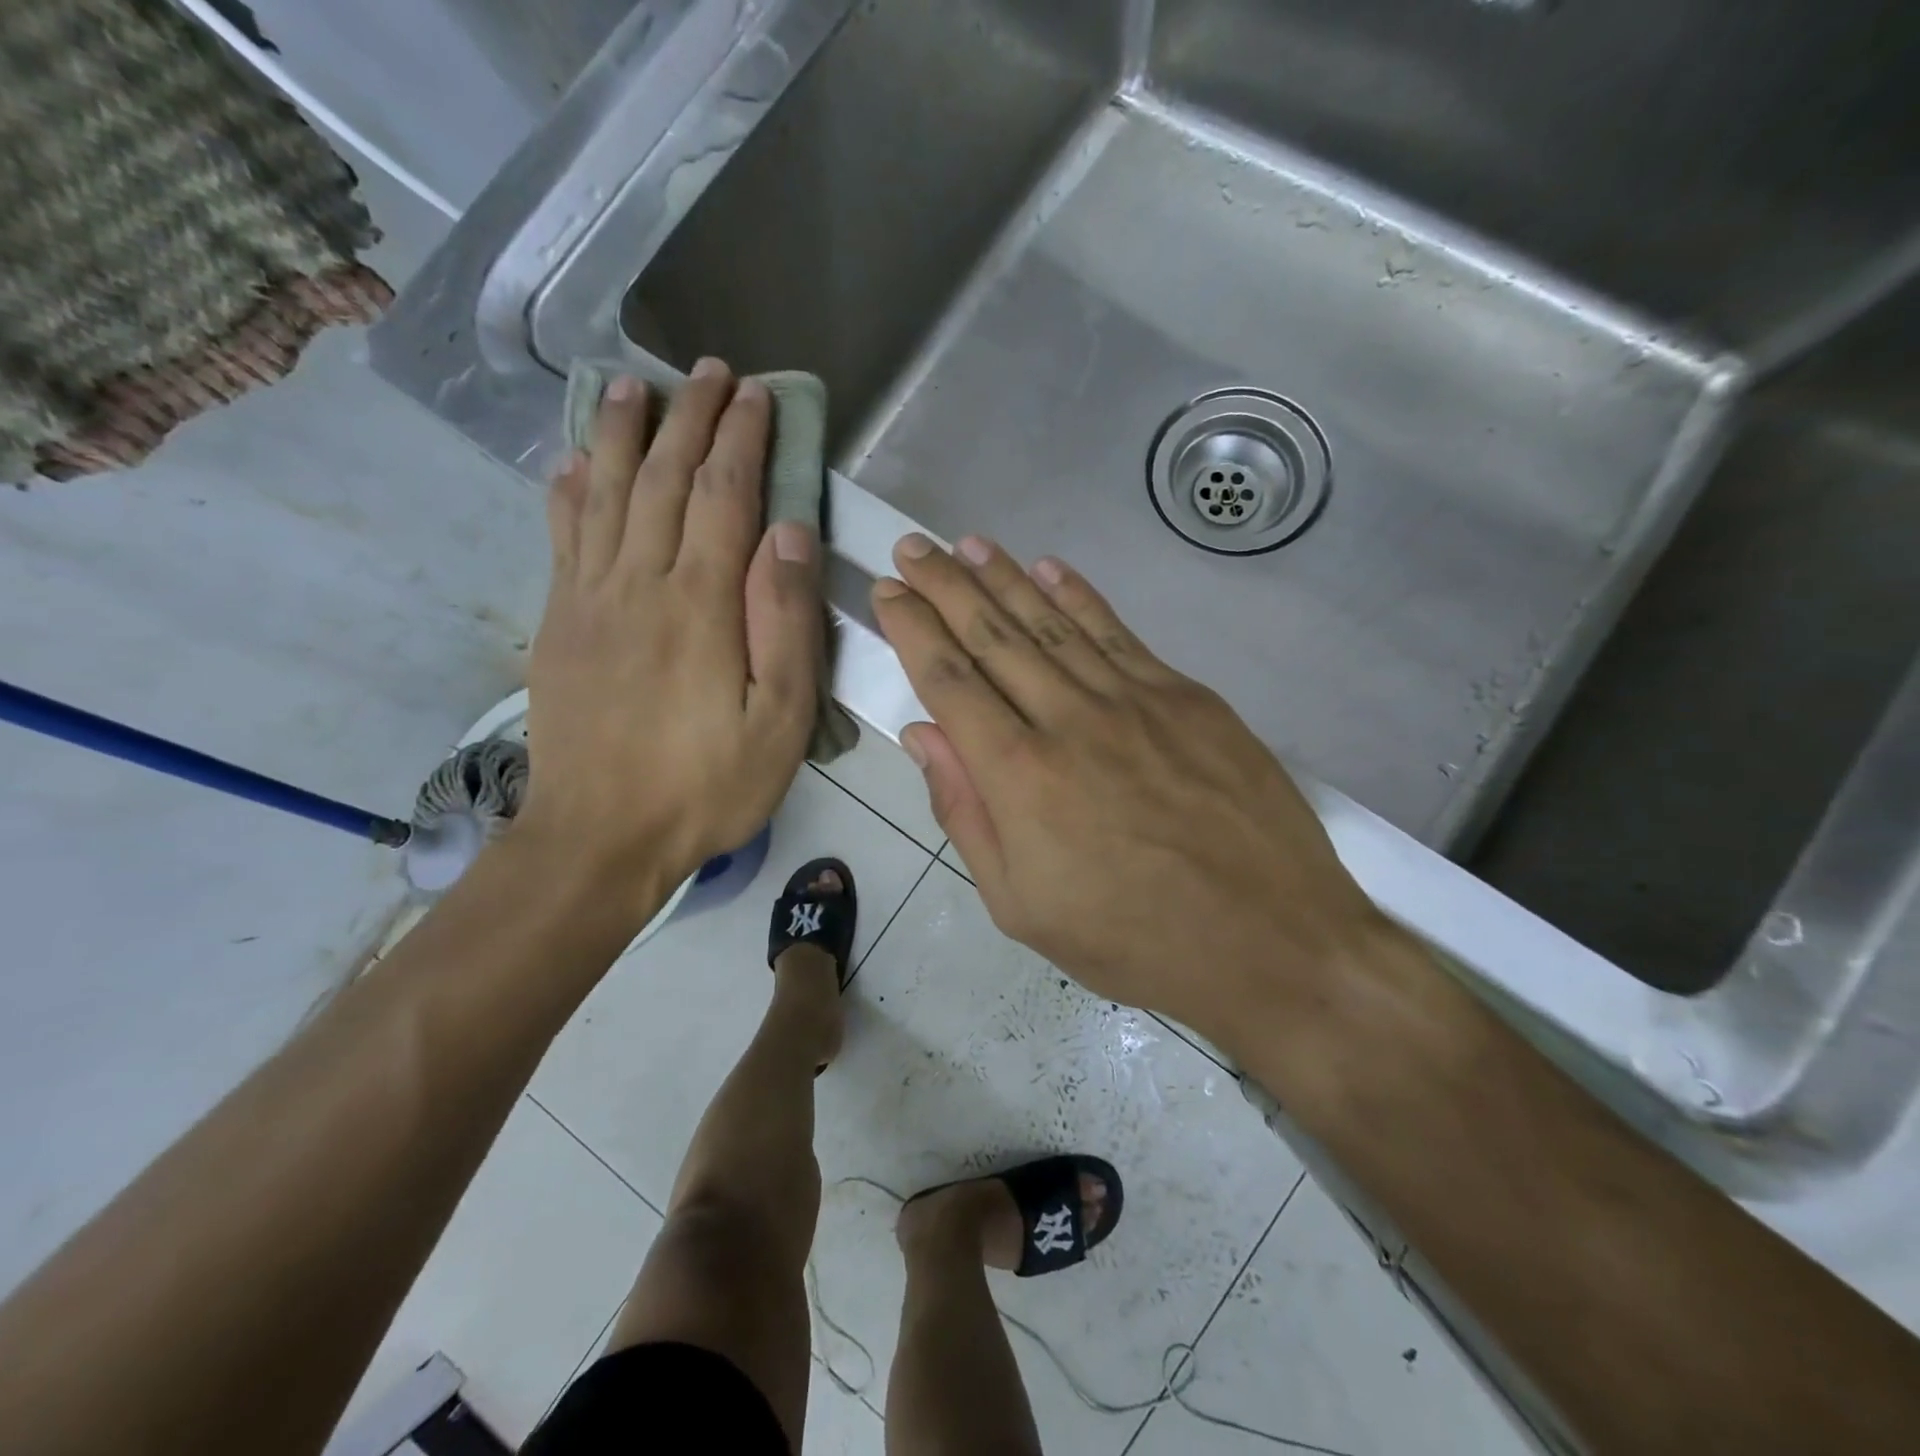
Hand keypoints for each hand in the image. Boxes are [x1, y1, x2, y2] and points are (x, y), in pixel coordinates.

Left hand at [518, 359, 821, 892]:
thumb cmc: (707, 785)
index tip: (755, 394)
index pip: (723, 496)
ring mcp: (588, 600)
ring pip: (602, 493)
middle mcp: (638, 583)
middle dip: (688, 418)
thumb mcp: (780, 720)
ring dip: (619, 433)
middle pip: (662, 479)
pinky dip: (567, 490)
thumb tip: (790, 533)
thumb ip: (785, 622)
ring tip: (630, 383)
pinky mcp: (558, 624)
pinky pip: (560, 537)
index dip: (741, 439)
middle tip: (707, 372)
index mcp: (700, 604)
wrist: (600, 838)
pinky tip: (569, 461)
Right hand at [871, 533, 1387, 1048]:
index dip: (913, 629)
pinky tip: (1050, 567)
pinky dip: (1080, 596)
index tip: (889, 590)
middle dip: (946, 586)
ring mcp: (1134, 700)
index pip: (949, 681)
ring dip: (1005, 578)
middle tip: (914, 547)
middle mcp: (1069, 719)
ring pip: (1052, 623)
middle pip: (993, 636)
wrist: (1271, 940)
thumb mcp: (1020, 905)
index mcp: (1019, 776)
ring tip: (968, 545)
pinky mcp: (1186, 697)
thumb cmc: (1132, 940)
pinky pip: (1118, 633)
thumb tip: (923, 735)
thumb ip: (964, 813)